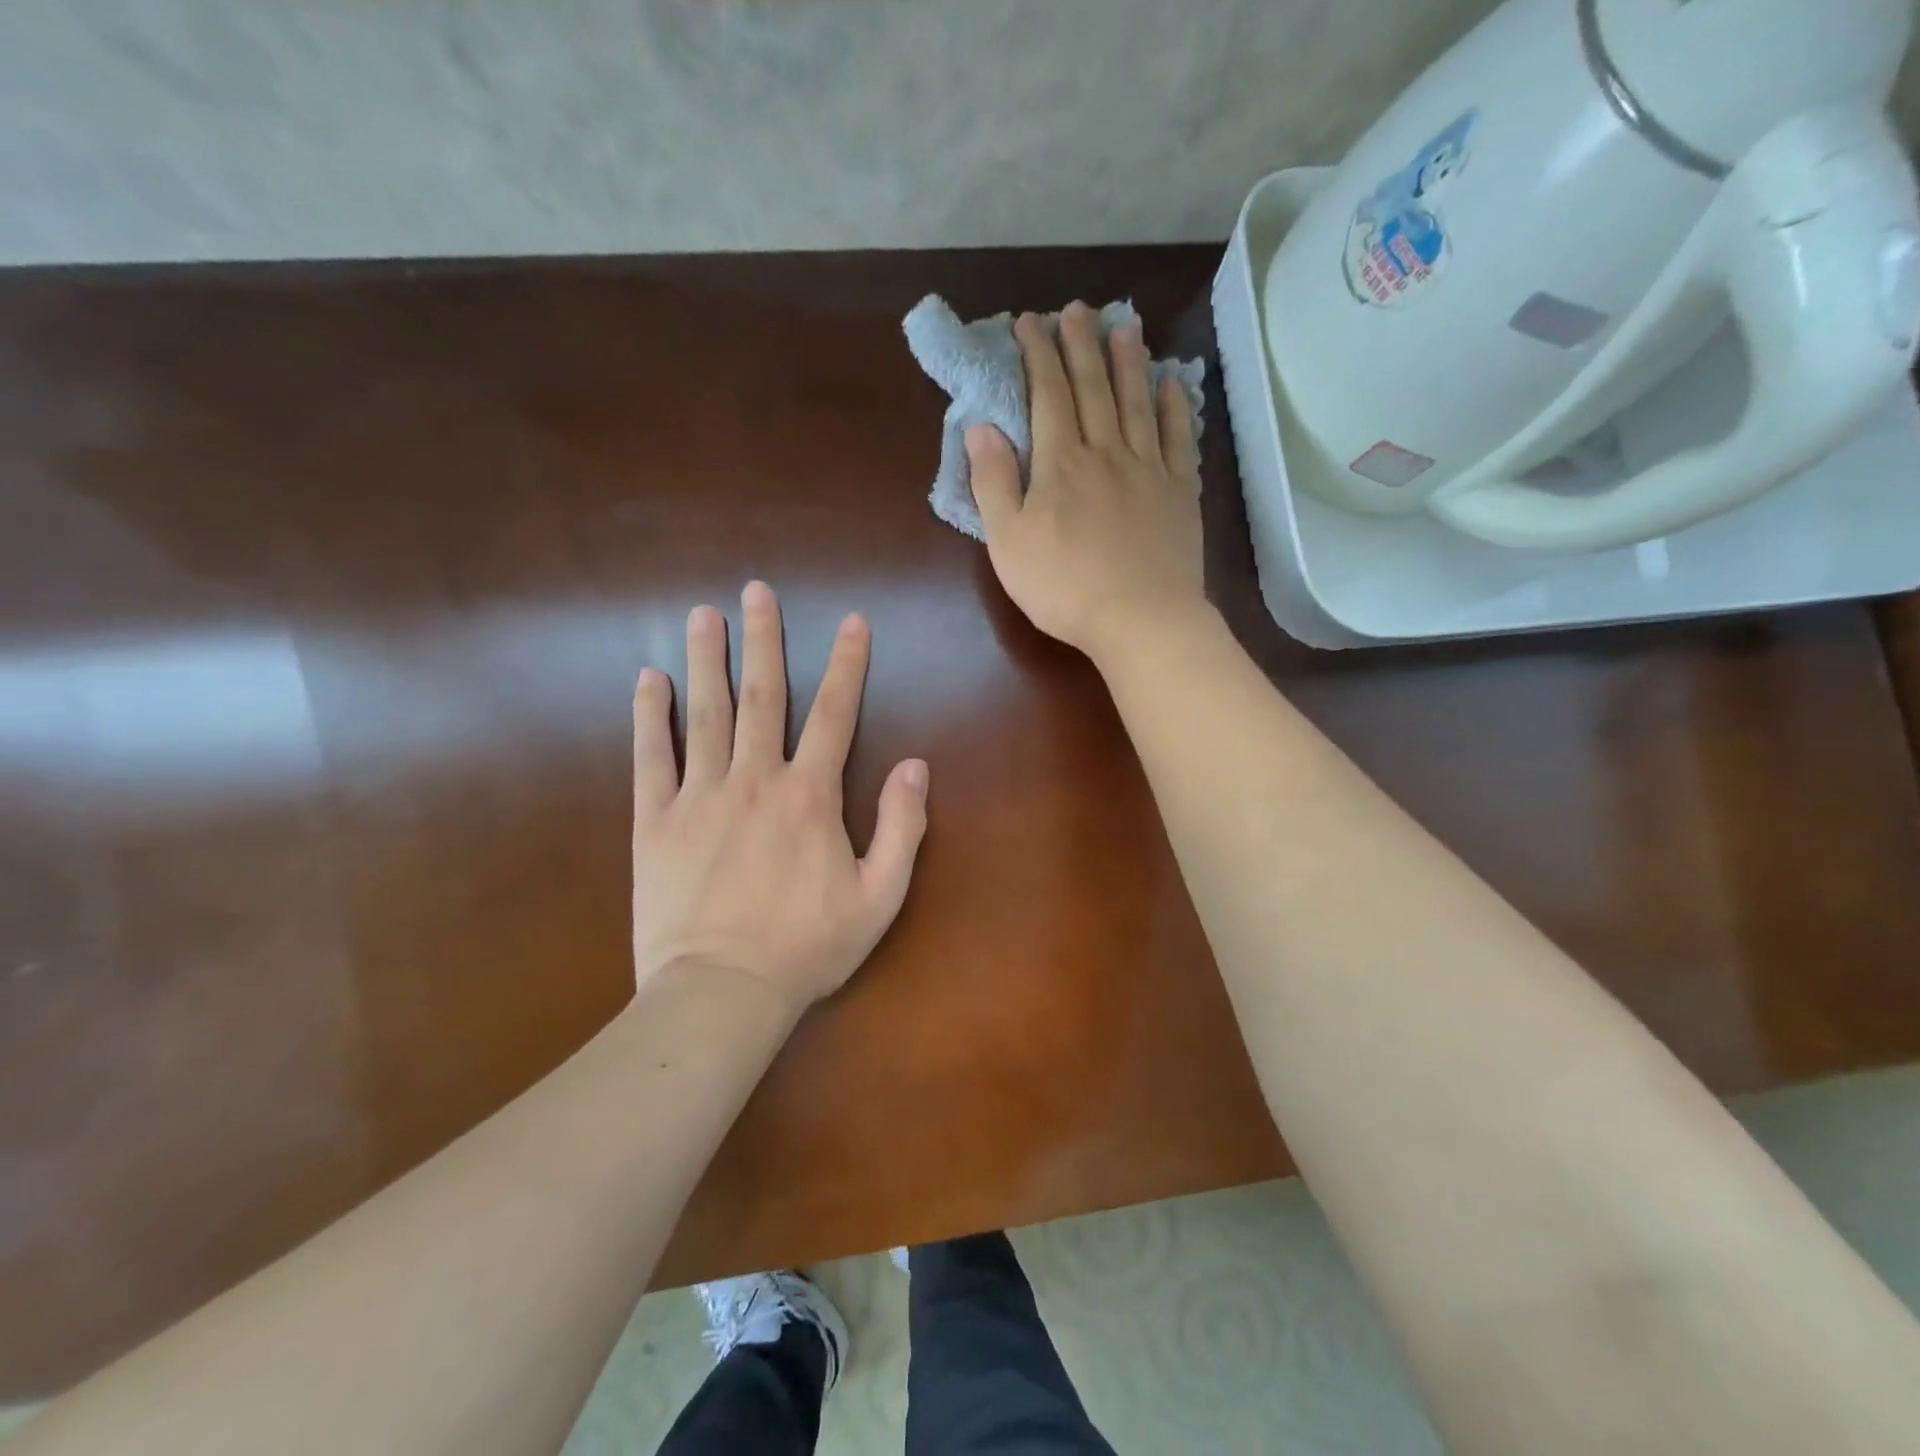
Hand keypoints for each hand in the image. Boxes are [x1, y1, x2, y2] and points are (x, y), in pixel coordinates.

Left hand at [630, 582, 929, 1013]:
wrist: (721, 993)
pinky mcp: (655, 822)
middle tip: (756, 591)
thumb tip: (915, 765)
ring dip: (705, 660)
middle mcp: (755, 780)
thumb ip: (902, 826)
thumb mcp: (880, 896)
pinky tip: (646, 680)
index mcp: (809, 796)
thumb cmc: (807, 948)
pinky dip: (649, 717)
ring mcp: (699, 797)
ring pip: (705, 714)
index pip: (835, 714)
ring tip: (701, 614)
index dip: (847, 664)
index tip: (852, 621)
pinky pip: (651, 759)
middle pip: (763, 696)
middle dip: (763, 640)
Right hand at [968, 301, 1205, 662]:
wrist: (1139, 618)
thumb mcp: (1008, 541)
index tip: (1029, 322)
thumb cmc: (1063, 586)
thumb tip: (982, 426)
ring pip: (1137, 402)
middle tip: (1076, 309)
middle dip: (1081, 345)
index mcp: (1061, 463)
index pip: (1048, 395)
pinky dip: (1175, 406)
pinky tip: (1172, 383)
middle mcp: (1106, 452)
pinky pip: (1179, 438)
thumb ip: (993, 481)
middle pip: (1094, 388)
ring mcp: (1149, 470)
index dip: (1038, 355)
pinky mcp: (1179, 493)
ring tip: (1124, 326)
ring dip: (1129, 362)